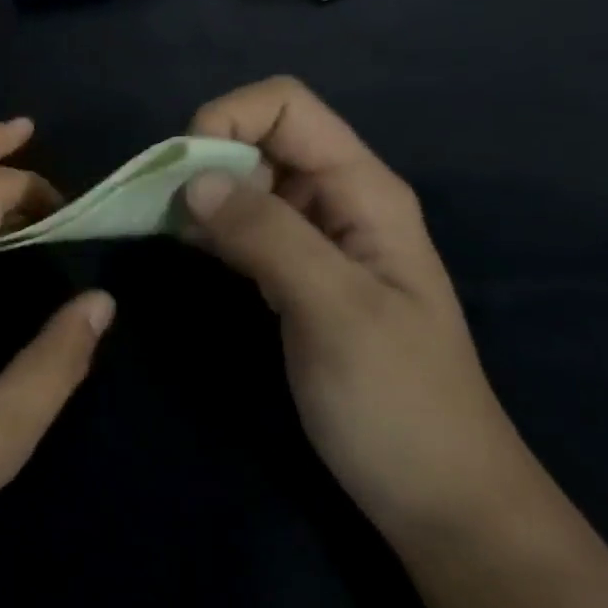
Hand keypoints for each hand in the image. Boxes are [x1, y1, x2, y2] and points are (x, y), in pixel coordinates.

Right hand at [182, 78, 537, 541]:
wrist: (441, 501)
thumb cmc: (399, 403)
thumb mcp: (336, 312)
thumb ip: (267, 235)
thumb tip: (193, 179)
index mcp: (362, 189)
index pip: (285, 106)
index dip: (229, 119)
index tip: (187, 175)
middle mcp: (337, 199)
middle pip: (260, 135)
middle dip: (206, 155)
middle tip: (165, 207)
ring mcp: (316, 236)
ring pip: (246, 179)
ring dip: (201, 190)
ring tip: (165, 226)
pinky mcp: (294, 272)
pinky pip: (243, 223)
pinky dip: (208, 224)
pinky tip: (186, 247)